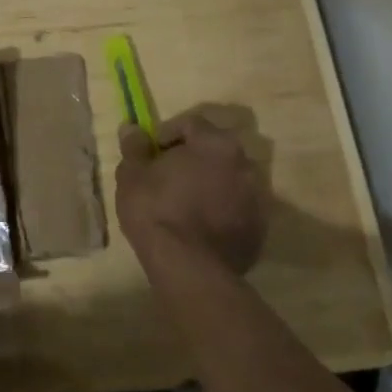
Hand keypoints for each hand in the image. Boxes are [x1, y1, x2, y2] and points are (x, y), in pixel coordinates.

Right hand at [115, 111, 269, 274]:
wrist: (188, 267)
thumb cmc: (156, 209)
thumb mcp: (132, 174)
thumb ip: (135, 147)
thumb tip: (131, 128)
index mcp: (216, 143)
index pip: (191, 124)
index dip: (167, 134)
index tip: (151, 152)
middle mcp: (244, 164)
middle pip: (215, 151)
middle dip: (193, 158)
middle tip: (167, 175)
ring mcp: (257, 199)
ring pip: (229, 180)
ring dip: (210, 184)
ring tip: (184, 202)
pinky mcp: (259, 230)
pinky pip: (237, 209)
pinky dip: (221, 210)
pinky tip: (199, 226)